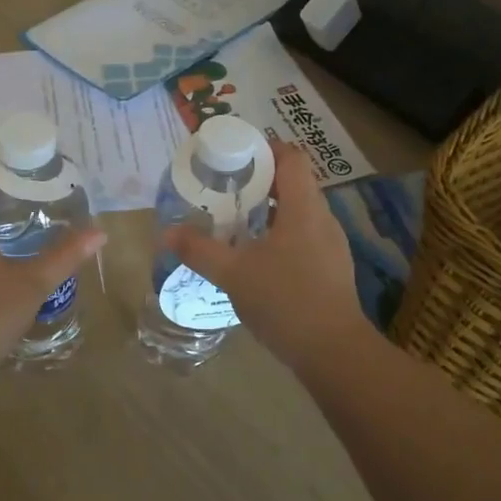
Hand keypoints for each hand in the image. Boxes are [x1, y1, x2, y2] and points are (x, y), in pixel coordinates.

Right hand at [166, 140, 376, 375]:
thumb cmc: (284, 300)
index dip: (265, 149)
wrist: (333, 351)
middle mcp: (323, 219)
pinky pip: (305, 237)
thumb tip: (167, 233)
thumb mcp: (233, 273)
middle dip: (260, 181)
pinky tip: (259, 259)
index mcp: (304, 208)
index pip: (292, 158)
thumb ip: (199, 250)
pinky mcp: (332, 270)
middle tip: (226, 190)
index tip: (235, 155)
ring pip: (300, 213)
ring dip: (270, 211)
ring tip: (238, 223)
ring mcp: (332, 246)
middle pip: (295, 184)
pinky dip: (281, 236)